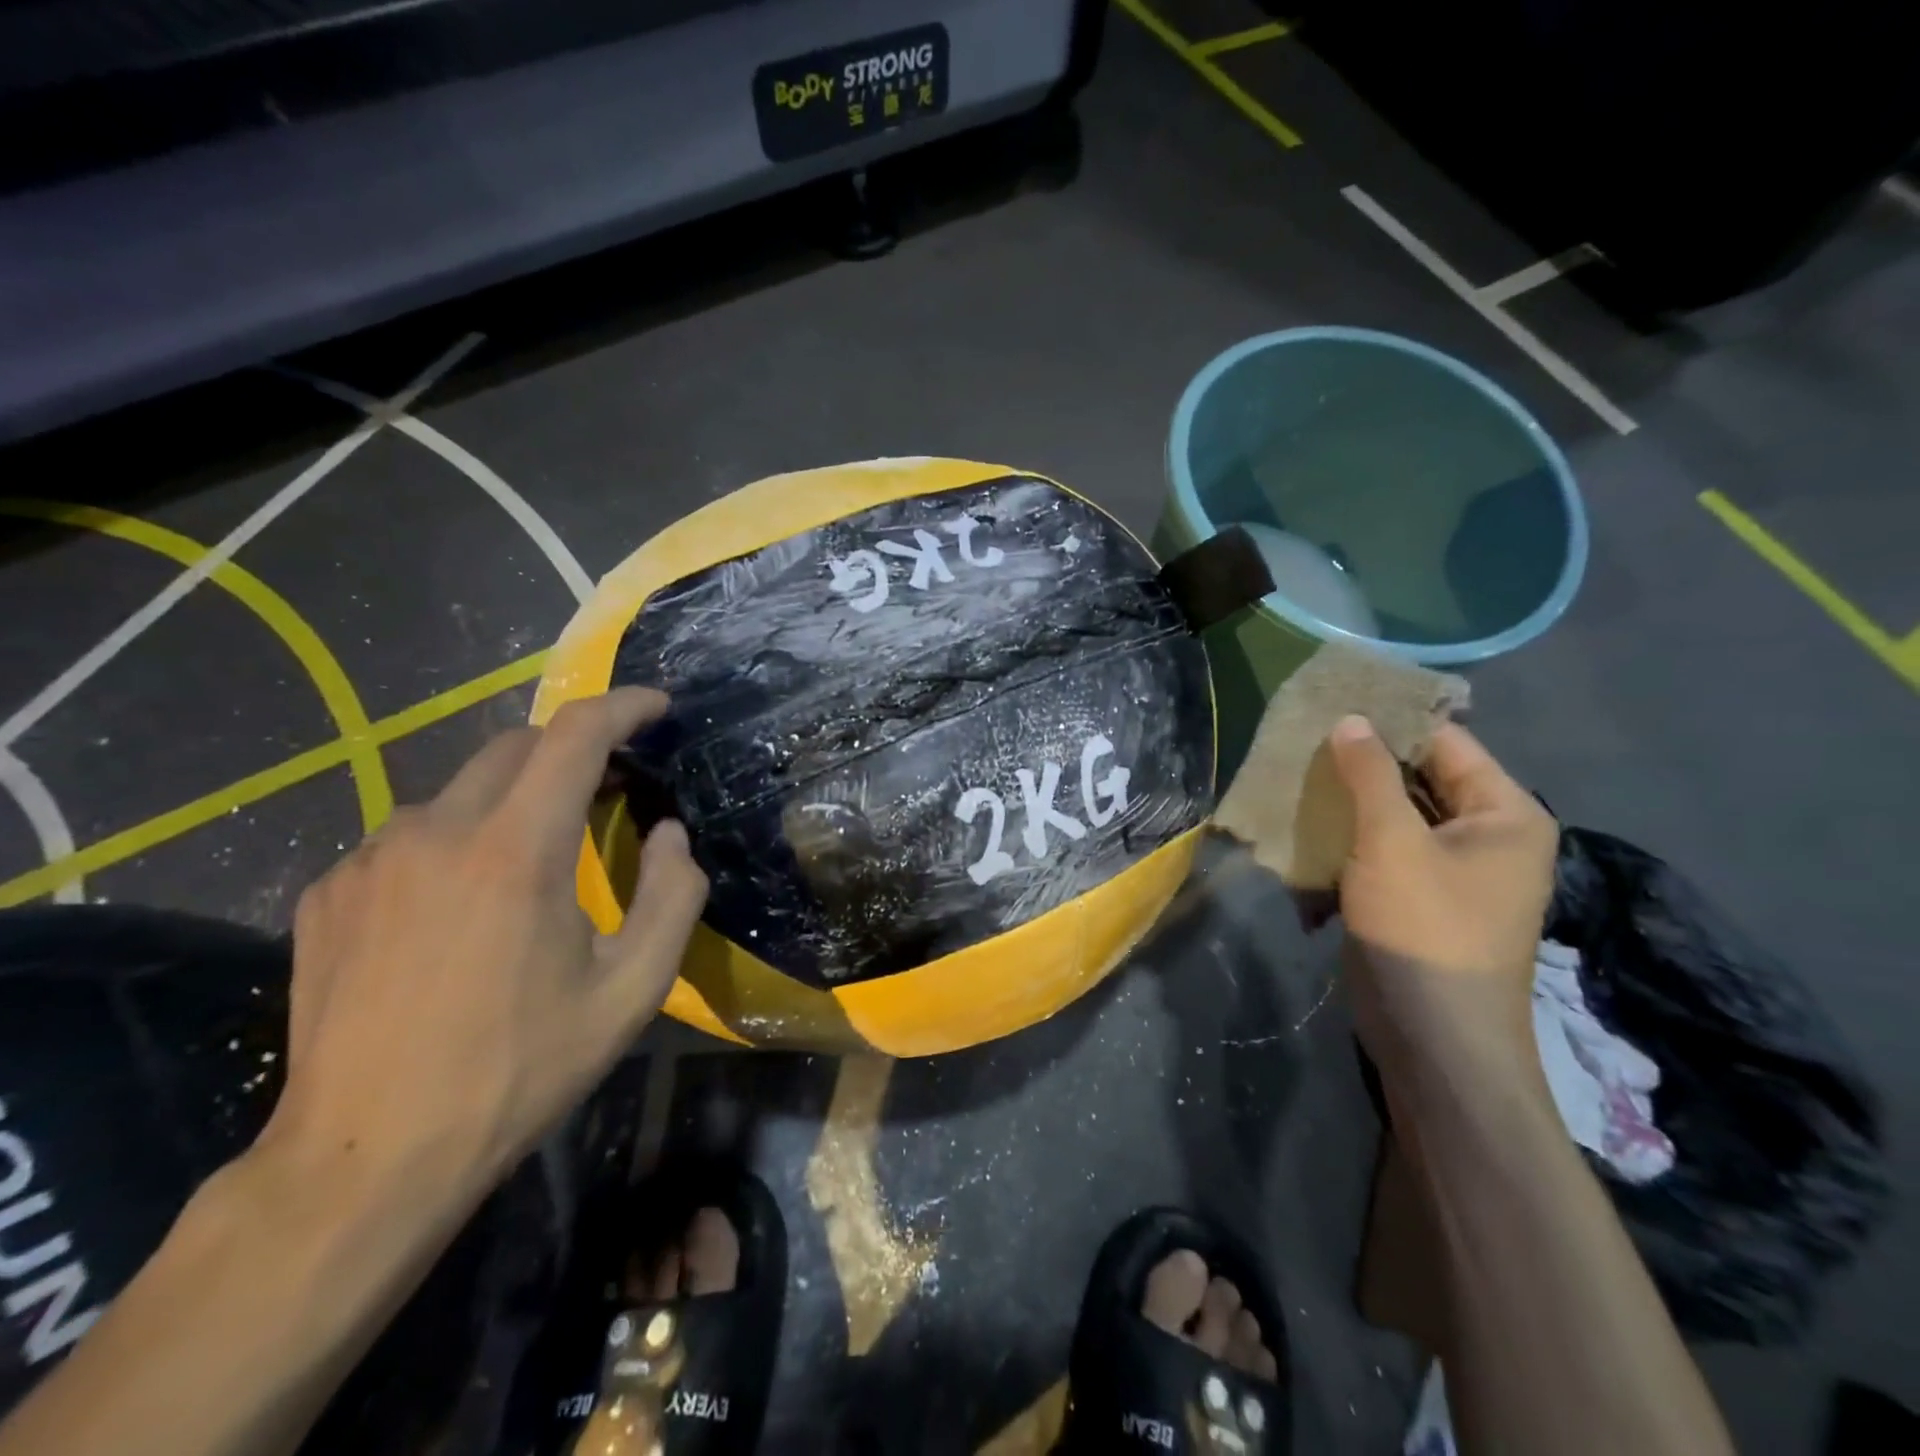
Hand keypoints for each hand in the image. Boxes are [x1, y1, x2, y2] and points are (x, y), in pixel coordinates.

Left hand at [258, 687, 707, 1227]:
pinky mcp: (328, 892)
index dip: (623, 706)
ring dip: (511, 803)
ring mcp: (370, 859)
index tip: (656, 707)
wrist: (369, 1158)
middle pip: (516, 747)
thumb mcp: (633, 990)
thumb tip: (671, 834)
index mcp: (518, 849)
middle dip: (572, 752)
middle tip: (608, 793)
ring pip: (460, 792)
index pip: (576, 734)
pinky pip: (409, 837)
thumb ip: (673, 896)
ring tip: (530, 867)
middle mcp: (436, 831)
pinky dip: (454, 845)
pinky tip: (458, 909)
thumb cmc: (520, 1068)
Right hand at [1325, 715, 1557, 1086]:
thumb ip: (1370, 774)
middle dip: (1364, 762)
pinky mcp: (1420, 899)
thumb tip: (1351, 719)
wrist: (1433, 1036)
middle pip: (1421, 779)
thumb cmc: (1425, 928)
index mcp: (1505, 814)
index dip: (1391, 721)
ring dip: (1351, 801)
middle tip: (1305, 735)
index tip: (1334, 701)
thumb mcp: (1392, 841)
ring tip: (1297, 772)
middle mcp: (1488, 836)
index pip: (1446, 743)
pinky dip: (1351, 837)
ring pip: (1397, 817)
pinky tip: (1307, 824)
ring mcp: (1454, 872)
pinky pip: (1385, 851)